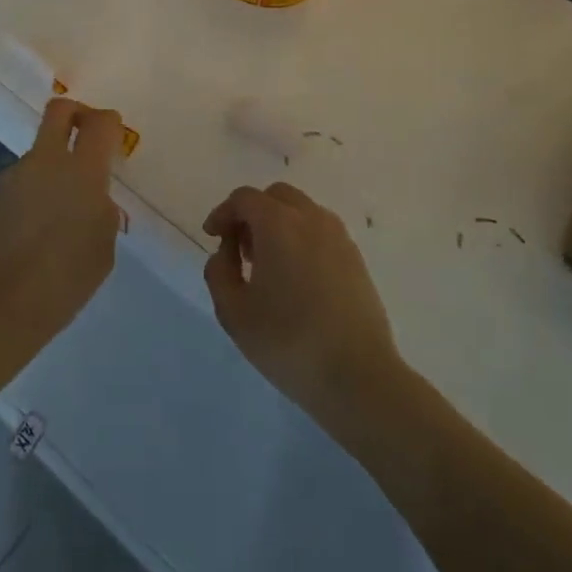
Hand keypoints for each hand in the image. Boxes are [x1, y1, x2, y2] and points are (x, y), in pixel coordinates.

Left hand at [0, 97, 123, 366]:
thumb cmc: (65, 281)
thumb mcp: (103, 248)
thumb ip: (102, 212)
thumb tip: (92, 200)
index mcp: (82, 172)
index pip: (101, 122)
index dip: (108, 122)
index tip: (110, 137)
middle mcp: (44, 162)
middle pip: (59, 111)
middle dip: (74, 113)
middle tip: (80, 133)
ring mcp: (9, 176)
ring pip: (33, 162)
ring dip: (43, 180)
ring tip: (43, 225)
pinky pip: (9, 191)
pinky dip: (18, 206)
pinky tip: (16, 241)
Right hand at [202, 182, 401, 425]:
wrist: (358, 375)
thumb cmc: (289, 342)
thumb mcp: (234, 313)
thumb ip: (219, 273)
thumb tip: (226, 254)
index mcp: (279, 223)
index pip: (245, 199)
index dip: (223, 213)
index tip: (212, 237)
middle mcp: (311, 218)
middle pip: (276, 196)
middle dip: (252, 214)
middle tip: (241, 250)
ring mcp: (339, 236)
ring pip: (301, 211)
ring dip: (278, 224)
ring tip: (268, 266)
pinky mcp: (356, 258)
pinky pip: (321, 231)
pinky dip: (302, 239)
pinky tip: (296, 278)